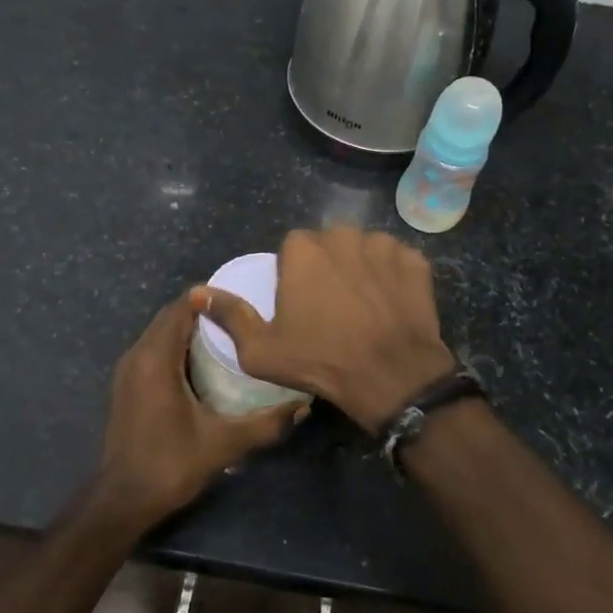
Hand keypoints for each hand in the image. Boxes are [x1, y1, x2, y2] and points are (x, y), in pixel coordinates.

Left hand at [94, 288, 307, 527]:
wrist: (122, 501)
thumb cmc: (170, 465)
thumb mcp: (223, 444)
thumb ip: (265, 423)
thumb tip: (304, 406)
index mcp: (156, 358)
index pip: (182, 306)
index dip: (211, 297)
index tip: (243, 300)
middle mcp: (137, 355)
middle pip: (171, 316)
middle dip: (204, 311)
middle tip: (242, 317)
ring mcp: (128, 370)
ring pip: (161, 332)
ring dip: (190, 328)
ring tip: (229, 335)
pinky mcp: (127, 385)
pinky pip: (154, 349)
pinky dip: (177, 345)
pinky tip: (205, 363)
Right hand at [194, 227, 455, 433]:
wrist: (392, 376)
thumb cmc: (321, 361)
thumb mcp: (261, 350)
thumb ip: (230, 316)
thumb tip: (197, 292)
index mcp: (303, 250)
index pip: (292, 247)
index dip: (294, 274)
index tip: (301, 303)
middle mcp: (343, 236)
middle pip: (329, 243)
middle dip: (328, 265)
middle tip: (331, 305)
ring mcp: (383, 246)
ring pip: (364, 248)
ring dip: (360, 267)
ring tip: (363, 304)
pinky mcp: (415, 261)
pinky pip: (396, 260)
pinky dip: (393, 276)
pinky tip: (391, 304)